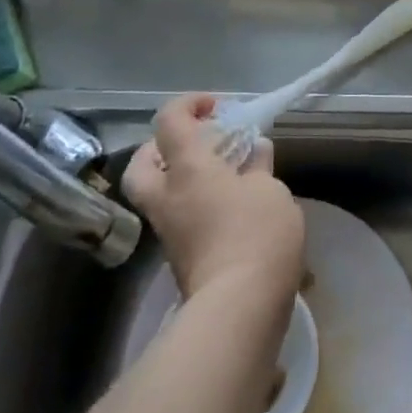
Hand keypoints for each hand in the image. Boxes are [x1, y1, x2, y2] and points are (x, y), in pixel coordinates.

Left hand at [123, 95, 304, 303]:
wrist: (239, 308)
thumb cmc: (256, 234)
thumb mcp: (270, 190)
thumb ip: (258, 166)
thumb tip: (254, 150)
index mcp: (188, 169)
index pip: (169, 121)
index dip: (188, 104)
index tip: (216, 107)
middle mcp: (168, 197)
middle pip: (141, 163)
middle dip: (162, 146)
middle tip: (197, 143)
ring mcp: (170, 231)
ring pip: (158, 193)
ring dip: (181, 177)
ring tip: (222, 175)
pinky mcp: (180, 258)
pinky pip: (178, 218)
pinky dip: (195, 204)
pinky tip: (229, 207)